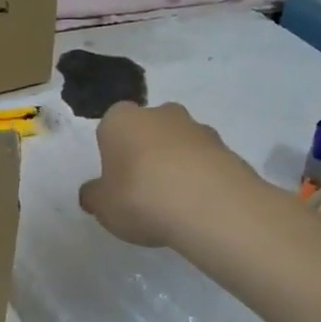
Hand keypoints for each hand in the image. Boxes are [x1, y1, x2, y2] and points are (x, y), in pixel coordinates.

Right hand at [77, 101, 268, 249]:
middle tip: (144, 188)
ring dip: (177, 164)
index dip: (113, 152)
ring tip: (176, 204)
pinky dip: (202, 179)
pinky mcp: (228, 149)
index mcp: (121, 119)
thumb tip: (92, 193)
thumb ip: (94, 196)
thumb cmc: (141, 197)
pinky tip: (199, 207)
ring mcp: (198, 128)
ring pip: (180, 144)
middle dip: (146, 151)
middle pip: (148, 129)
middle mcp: (159, 114)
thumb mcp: (103, 206)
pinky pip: (206, 162)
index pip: (111, 127)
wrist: (212, 207)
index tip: (116, 180)